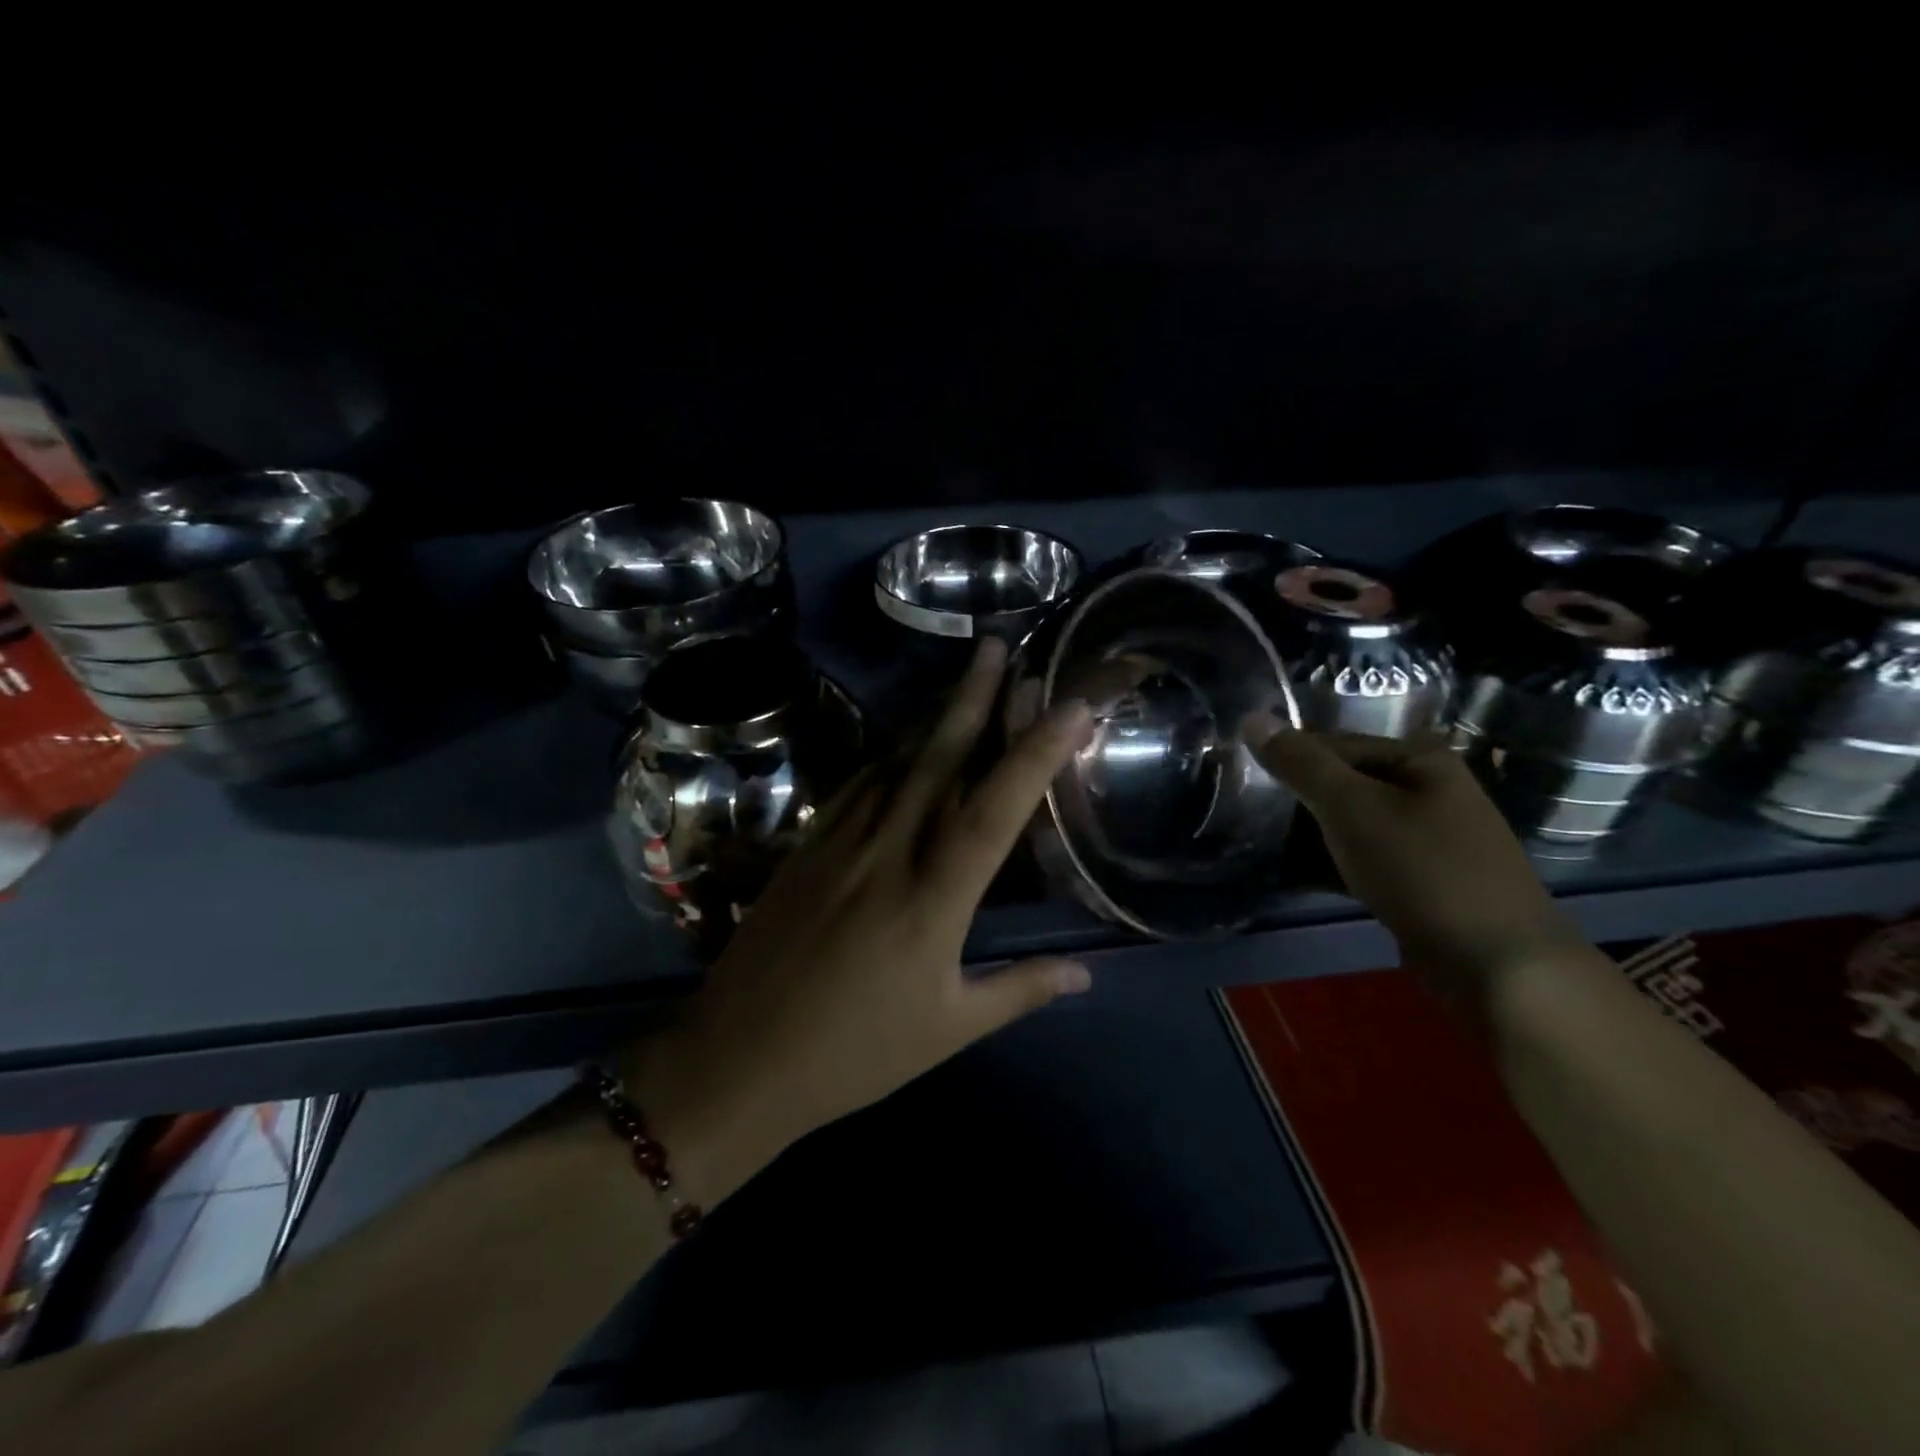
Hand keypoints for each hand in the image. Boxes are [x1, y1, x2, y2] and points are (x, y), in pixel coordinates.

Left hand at [623, 638, 1096, 1200]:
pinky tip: (905, 743)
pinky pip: (860, 783)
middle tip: (998, 646)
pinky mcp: (808, 845)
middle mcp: (889, 852)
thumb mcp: (948, 1030)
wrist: (738, 1057)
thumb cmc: (854, 1053)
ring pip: (897, 761)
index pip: (995, 809)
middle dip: (974, 697)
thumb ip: (1021, 990)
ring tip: (965, 680)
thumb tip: (1087, 971)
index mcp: (932, 899)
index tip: (1069, 705)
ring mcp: (841, 841)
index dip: (1036, 752)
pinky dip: (891, 754)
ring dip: (935, 717)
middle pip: (939, 758)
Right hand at [1248, 723, 1587, 1015]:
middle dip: (1295, 800)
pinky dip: (1330, 863)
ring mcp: (1427, 836)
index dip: (1287, 758)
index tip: (1241, 780)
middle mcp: (1427, 788)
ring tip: (1260, 846)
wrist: (1497, 963)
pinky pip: (1363, 857)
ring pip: (1350, 822)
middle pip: (1342, 782)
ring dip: (1307, 835)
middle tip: (1246, 816)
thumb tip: (1252, 717)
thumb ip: (1300, 763)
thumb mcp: (1350, 808)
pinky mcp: (1420, 877)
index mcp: (1419, 759)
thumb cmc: (1422, 868)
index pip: (1333, 743)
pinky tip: (1292, 878)